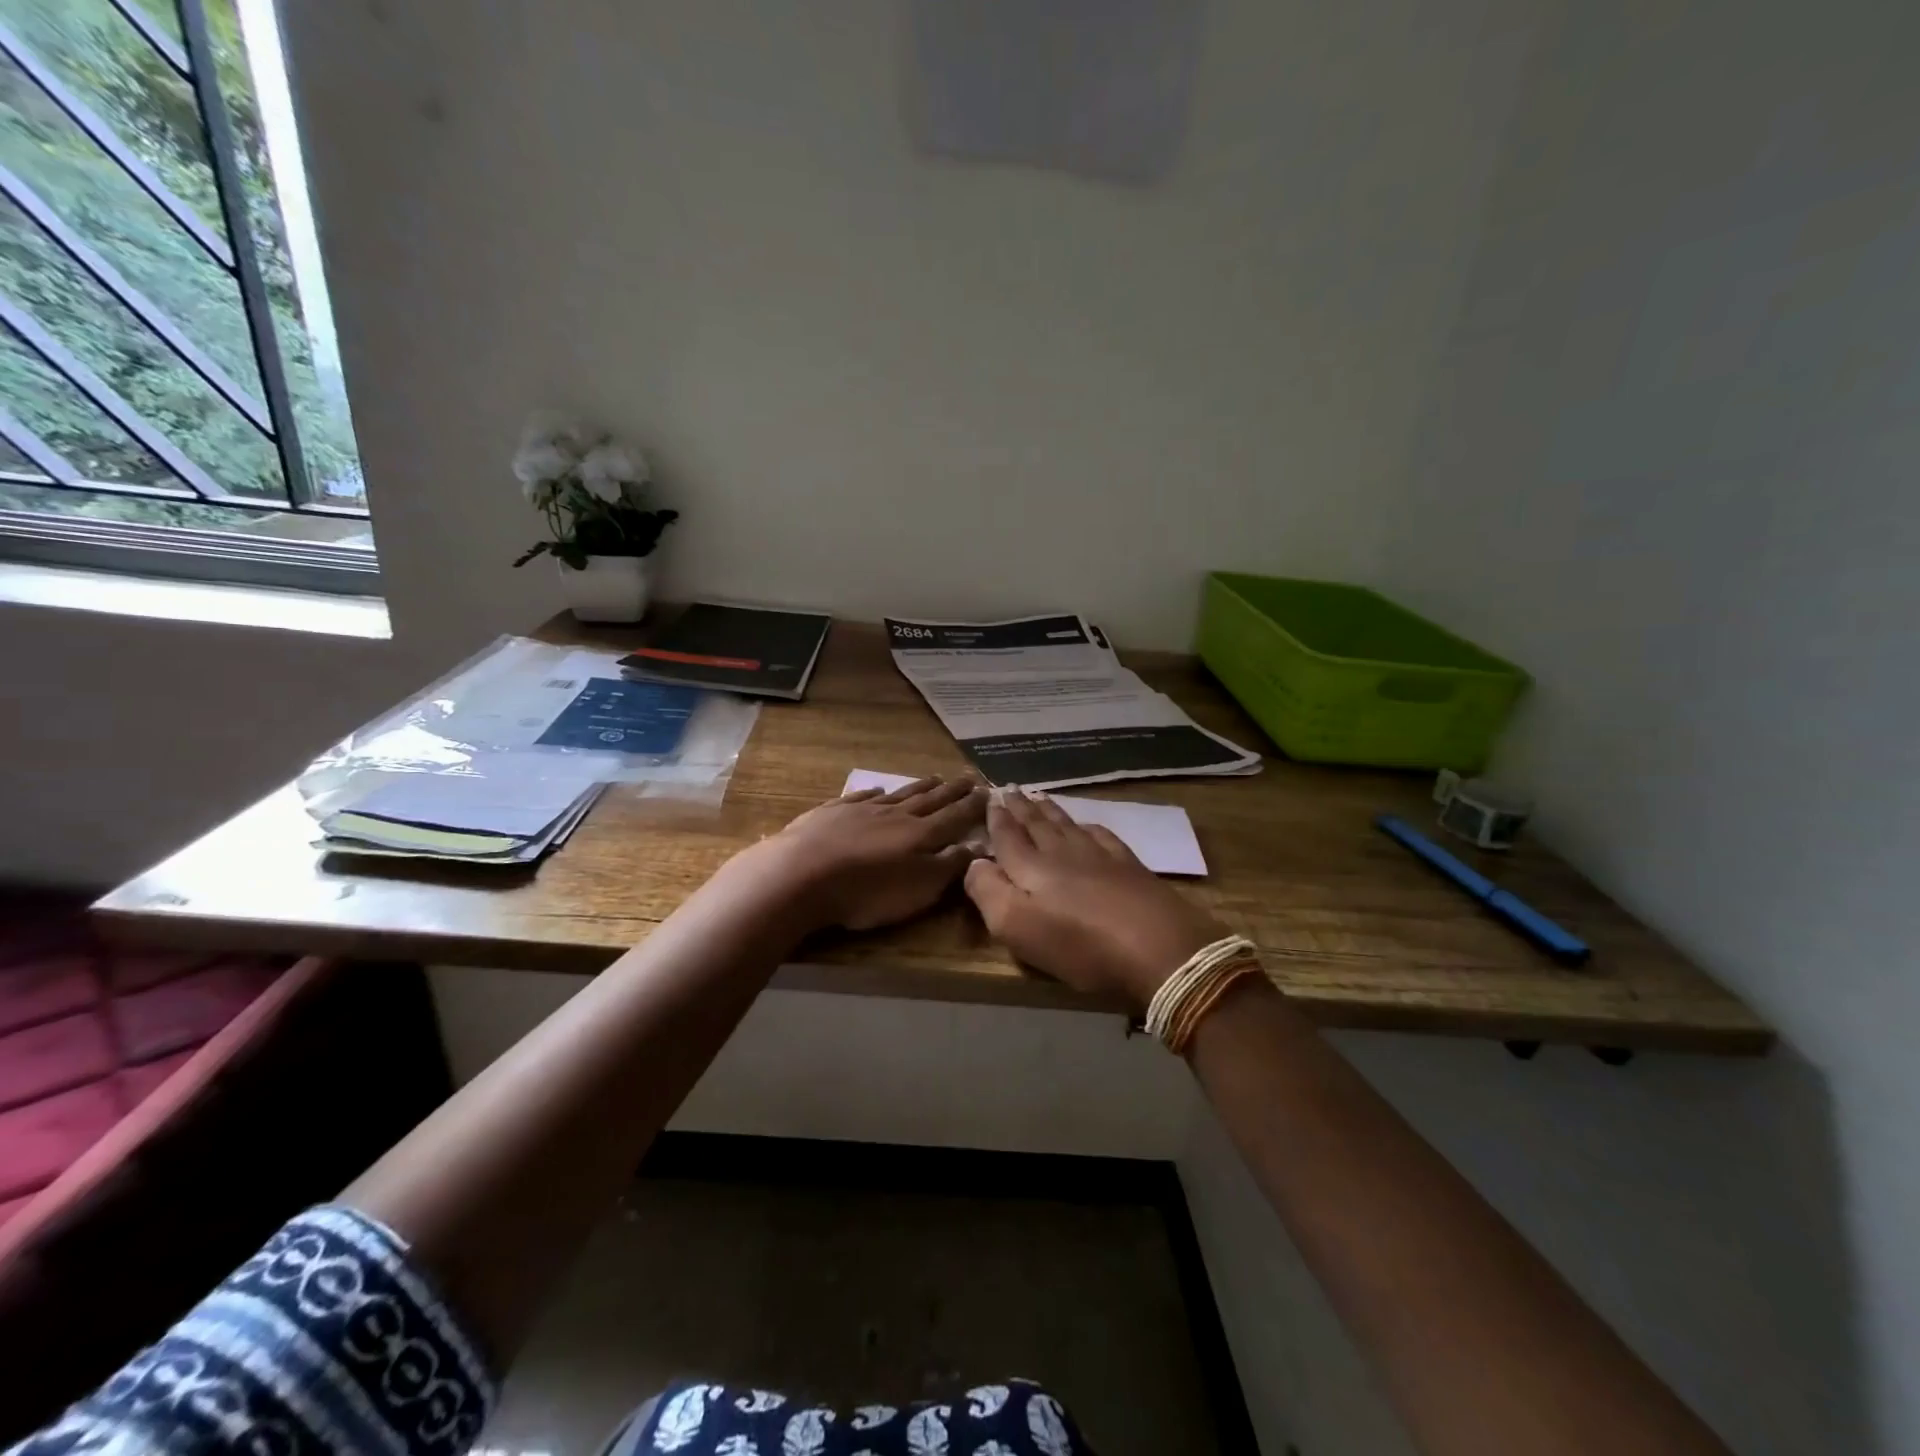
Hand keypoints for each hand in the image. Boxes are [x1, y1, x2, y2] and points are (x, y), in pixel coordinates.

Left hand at [739, 776, 987, 932]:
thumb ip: (949, 866)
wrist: (801, 874)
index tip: (989, 791)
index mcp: (920, 834)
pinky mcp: (830, 813)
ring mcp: (861, 810)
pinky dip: (873, 793)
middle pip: (929, 800)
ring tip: (935, 778)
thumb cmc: (866, 890)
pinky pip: (859, 798)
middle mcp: (895, 815)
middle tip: (968, 777)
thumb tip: (978, 845)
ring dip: (919, 787)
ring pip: (898, 795)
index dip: (973, 806)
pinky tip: (878, 790)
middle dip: (951, 791)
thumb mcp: (918, 888)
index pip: (954, 816)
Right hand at [964, 788, 1226, 1010]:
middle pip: (1037, 824)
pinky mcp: (1129, 866)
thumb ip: (987, 891)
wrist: (1158, 946)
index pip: (1007, 836)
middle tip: (1009, 788)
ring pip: (1067, 824)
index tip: (989, 797)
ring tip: (1038, 796)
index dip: (996, 818)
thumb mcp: (1016, 926)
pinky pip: (1101, 835)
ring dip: (1049, 810)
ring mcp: (1099, 856)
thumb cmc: (1079, 944)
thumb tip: (973, 862)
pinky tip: (1087, 825)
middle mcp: (1062, 852)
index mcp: (1031, 867)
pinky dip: (1087, 825)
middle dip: (1020, 807)